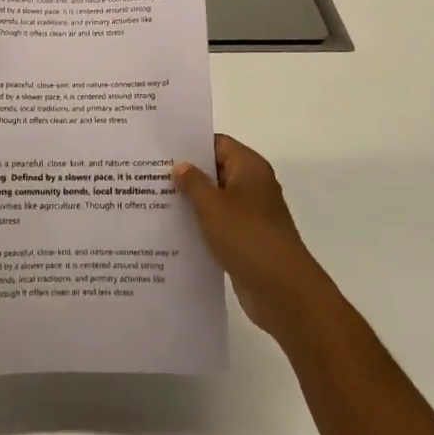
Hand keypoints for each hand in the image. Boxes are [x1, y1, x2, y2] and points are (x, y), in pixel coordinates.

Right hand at [173, 134, 330, 338]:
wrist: (283, 291)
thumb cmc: (247, 237)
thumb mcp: (212, 206)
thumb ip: (193, 182)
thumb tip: (181, 165)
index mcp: (249, 167)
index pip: (217, 143)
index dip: (190, 145)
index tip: (161, 150)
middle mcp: (253, 185)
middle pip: (216, 170)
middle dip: (187, 174)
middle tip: (150, 175)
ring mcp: (252, 214)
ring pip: (216, 199)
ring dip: (192, 202)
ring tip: (155, 201)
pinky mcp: (247, 239)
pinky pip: (220, 223)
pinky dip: (201, 224)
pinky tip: (174, 230)